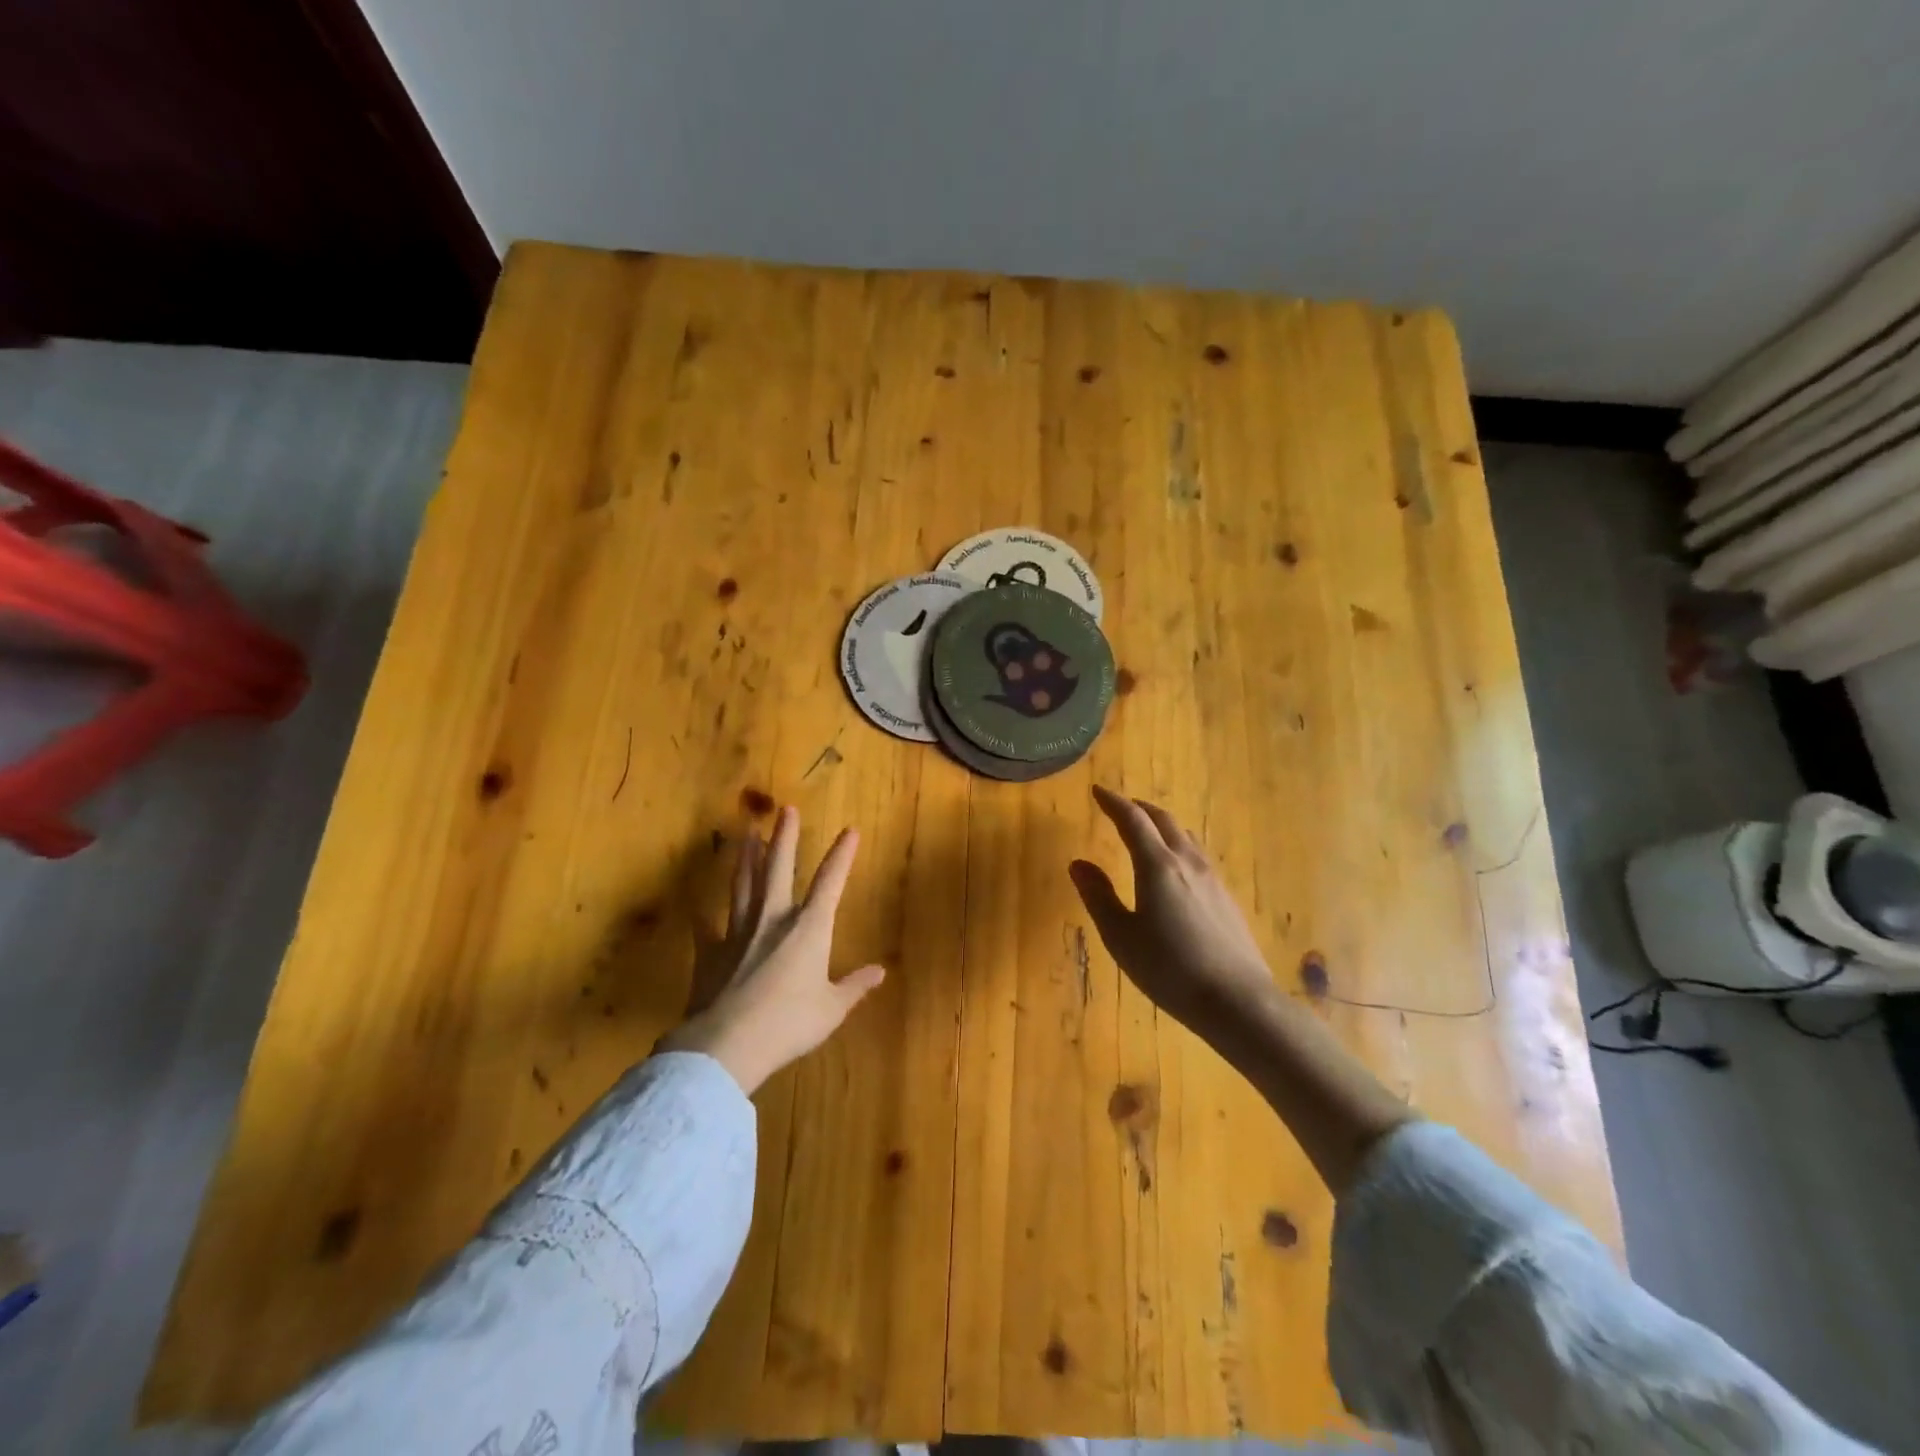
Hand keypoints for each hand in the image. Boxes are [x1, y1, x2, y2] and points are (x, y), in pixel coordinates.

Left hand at [659, 806, 885, 1093]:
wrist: (728, 1044)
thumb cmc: (790, 1024)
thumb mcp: (832, 1009)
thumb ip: (854, 987)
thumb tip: (879, 972)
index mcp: (809, 928)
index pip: (830, 882)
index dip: (841, 855)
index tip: (850, 830)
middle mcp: (773, 919)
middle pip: (779, 869)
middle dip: (785, 837)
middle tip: (785, 809)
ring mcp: (737, 932)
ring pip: (743, 886)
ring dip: (746, 858)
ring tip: (747, 833)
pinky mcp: (710, 953)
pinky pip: (705, 930)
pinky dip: (702, 919)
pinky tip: (696, 909)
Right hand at [1069, 785, 1276, 1037]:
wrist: (1238, 1002)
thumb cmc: (1169, 969)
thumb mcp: (1121, 936)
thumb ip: (1098, 896)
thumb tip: (1078, 863)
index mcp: (1158, 866)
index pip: (1132, 820)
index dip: (1113, 802)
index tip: (1097, 790)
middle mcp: (1187, 862)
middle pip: (1164, 820)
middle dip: (1140, 808)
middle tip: (1120, 806)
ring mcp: (1213, 879)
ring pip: (1185, 836)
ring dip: (1162, 825)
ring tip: (1147, 831)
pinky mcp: (1226, 899)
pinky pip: (1198, 856)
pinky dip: (1178, 846)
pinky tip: (1175, 868)